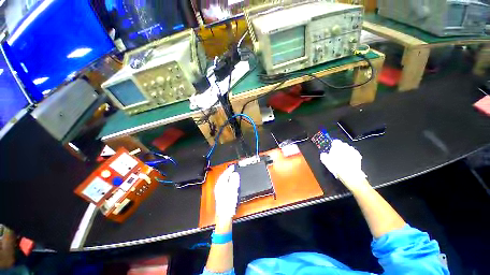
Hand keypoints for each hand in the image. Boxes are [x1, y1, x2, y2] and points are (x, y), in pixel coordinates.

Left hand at [214, 165, 239, 220]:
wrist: (224, 215)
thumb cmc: (228, 202)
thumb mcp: (233, 190)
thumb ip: (234, 181)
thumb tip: (235, 173)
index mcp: (221, 184)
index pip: (225, 174)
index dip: (229, 169)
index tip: (233, 166)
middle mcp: (218, 186)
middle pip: (223, 176)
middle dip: (227, 172)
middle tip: (232, 169)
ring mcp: (218, 190)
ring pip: (222, 180)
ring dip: (227, 176)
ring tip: (231, 174)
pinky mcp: (220, 194)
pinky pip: (223, 184)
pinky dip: (226, 181)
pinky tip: (229, 182)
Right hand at [320, 139, 366, 189]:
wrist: (350, 175)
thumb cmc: (336, 166)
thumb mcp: (325, 161)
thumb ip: (323, 155)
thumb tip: (323, 154)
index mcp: (337, 146)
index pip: (335, 141)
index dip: (332, 145)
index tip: (331, 149)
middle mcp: (346, 146)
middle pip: (342, 145)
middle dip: (339, 148)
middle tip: (335, 155)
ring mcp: (353, 151)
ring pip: (348, 149)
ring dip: (345, 152)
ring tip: (342, 159)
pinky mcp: (358, 157)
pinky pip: (353, 154)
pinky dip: (350, 156)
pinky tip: (348, 162)